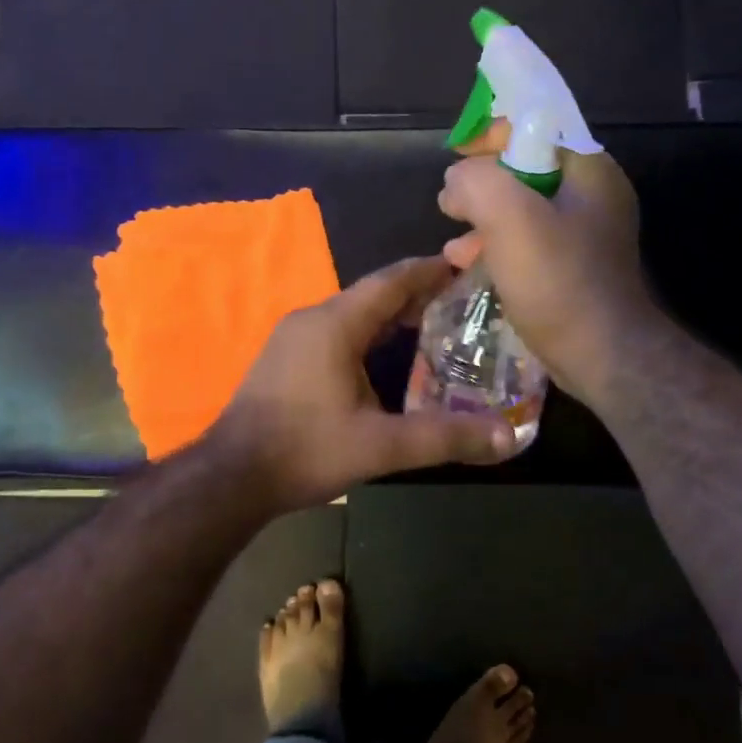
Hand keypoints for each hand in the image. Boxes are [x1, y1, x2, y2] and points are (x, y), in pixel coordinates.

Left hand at [207, 257, 518, 510]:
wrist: (232, 477)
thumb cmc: (306, 450)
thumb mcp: (381, 446)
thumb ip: (445, 438)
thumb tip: (509, 436)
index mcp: (335, 324)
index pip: (391, 281)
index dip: (430, 271)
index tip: (466, 265)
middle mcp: (312, 319)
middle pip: (372, 295)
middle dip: (416, 294)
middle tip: (461, 302)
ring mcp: (292, 338)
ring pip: (351, 314)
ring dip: (389, 316)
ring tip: (431, 325)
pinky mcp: (283, 359)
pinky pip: (334, 332)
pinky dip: (366, 334)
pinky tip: (383, 357)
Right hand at [438, 136, 654, 402]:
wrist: (602, 355)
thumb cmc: (558, 281)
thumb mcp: (510, 218)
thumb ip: (477, 183)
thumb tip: (457, 183)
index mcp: (588, 170)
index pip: (536, 127)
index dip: (490, 136)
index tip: (456, 158)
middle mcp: (591, 196)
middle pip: (525, 170)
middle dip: (482, 186)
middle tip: (450, 205)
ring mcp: (584, 235)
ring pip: (522, 211)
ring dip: (483, 222)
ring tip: (454, 246)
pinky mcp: (572, 269)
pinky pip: (527, 244)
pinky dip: (497, 249)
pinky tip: (470, 267)